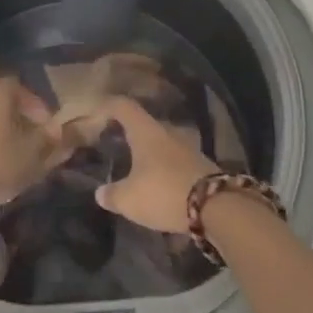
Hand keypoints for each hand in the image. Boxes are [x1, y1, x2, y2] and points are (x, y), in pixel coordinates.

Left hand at [0, 76, 77, 213]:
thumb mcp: (37, 152)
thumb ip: (61, 137)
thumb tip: (89, 124)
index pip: (18, 85)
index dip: (36, 103)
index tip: (48, 125)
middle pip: (2, 106)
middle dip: (21, 123)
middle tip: (36, 145)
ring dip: (3, 140)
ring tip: (18, 162)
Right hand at [89, 97, 218, 232]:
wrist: (216, 206)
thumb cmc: (164, 192)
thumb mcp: (130, 200)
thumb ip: (112, 195)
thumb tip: (100, 193)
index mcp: (145, 131)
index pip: (123, 106)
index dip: (108, 106)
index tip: (97, 115)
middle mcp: (166, 131)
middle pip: (143, 124)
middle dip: (129, 133)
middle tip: (115, 145)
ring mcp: (187, 146)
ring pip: (161, 142)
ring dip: (148, 152)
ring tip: (135, 168)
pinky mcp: (200, 164)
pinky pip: (174, 159)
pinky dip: (163, 167)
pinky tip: (158, 183)